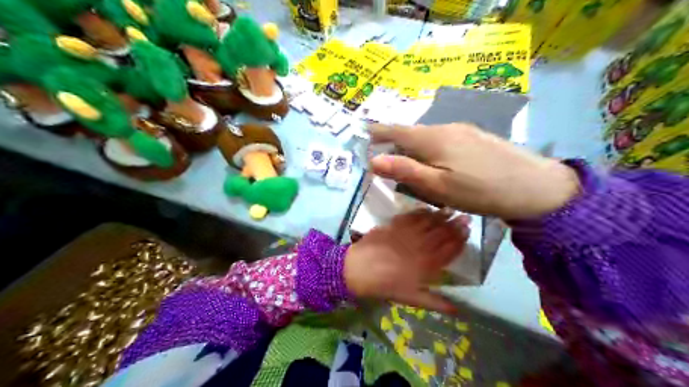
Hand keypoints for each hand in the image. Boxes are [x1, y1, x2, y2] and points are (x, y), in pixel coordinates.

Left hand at [343, 208, 467, 314]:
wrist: (359, 269)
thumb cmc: (386, 286)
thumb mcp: (412, 299)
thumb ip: (436, 302)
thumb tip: (459, 310)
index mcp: (428, 264)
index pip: (450, 250)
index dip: (461, 240)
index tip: (468, 233)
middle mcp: (422, 246)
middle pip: (443, 233)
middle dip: (456, 225)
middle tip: (466, 217)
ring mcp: (409, 233)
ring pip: (430, 222)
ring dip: (442, 216)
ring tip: (452, 210)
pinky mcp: (395, 225)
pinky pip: (413, 216)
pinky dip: (422, 212)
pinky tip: (428, 209)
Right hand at [369, 123, 577, 220]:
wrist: (535, 186)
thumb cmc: (480, 190)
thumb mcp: (438, 186)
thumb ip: (406, 171)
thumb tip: (373, 160)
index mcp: (433, 139)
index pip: (398, 131)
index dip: (380, 132)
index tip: (365, 132)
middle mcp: (447, 128)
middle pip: (414, 133)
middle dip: (397, 143)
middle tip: (388, 160)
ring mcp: (465, 131)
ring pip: (430, 137)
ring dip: (416, 148)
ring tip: (413, 166)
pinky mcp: (477, 138)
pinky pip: (445, 140)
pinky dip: (433, 149)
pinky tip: (441, 164)